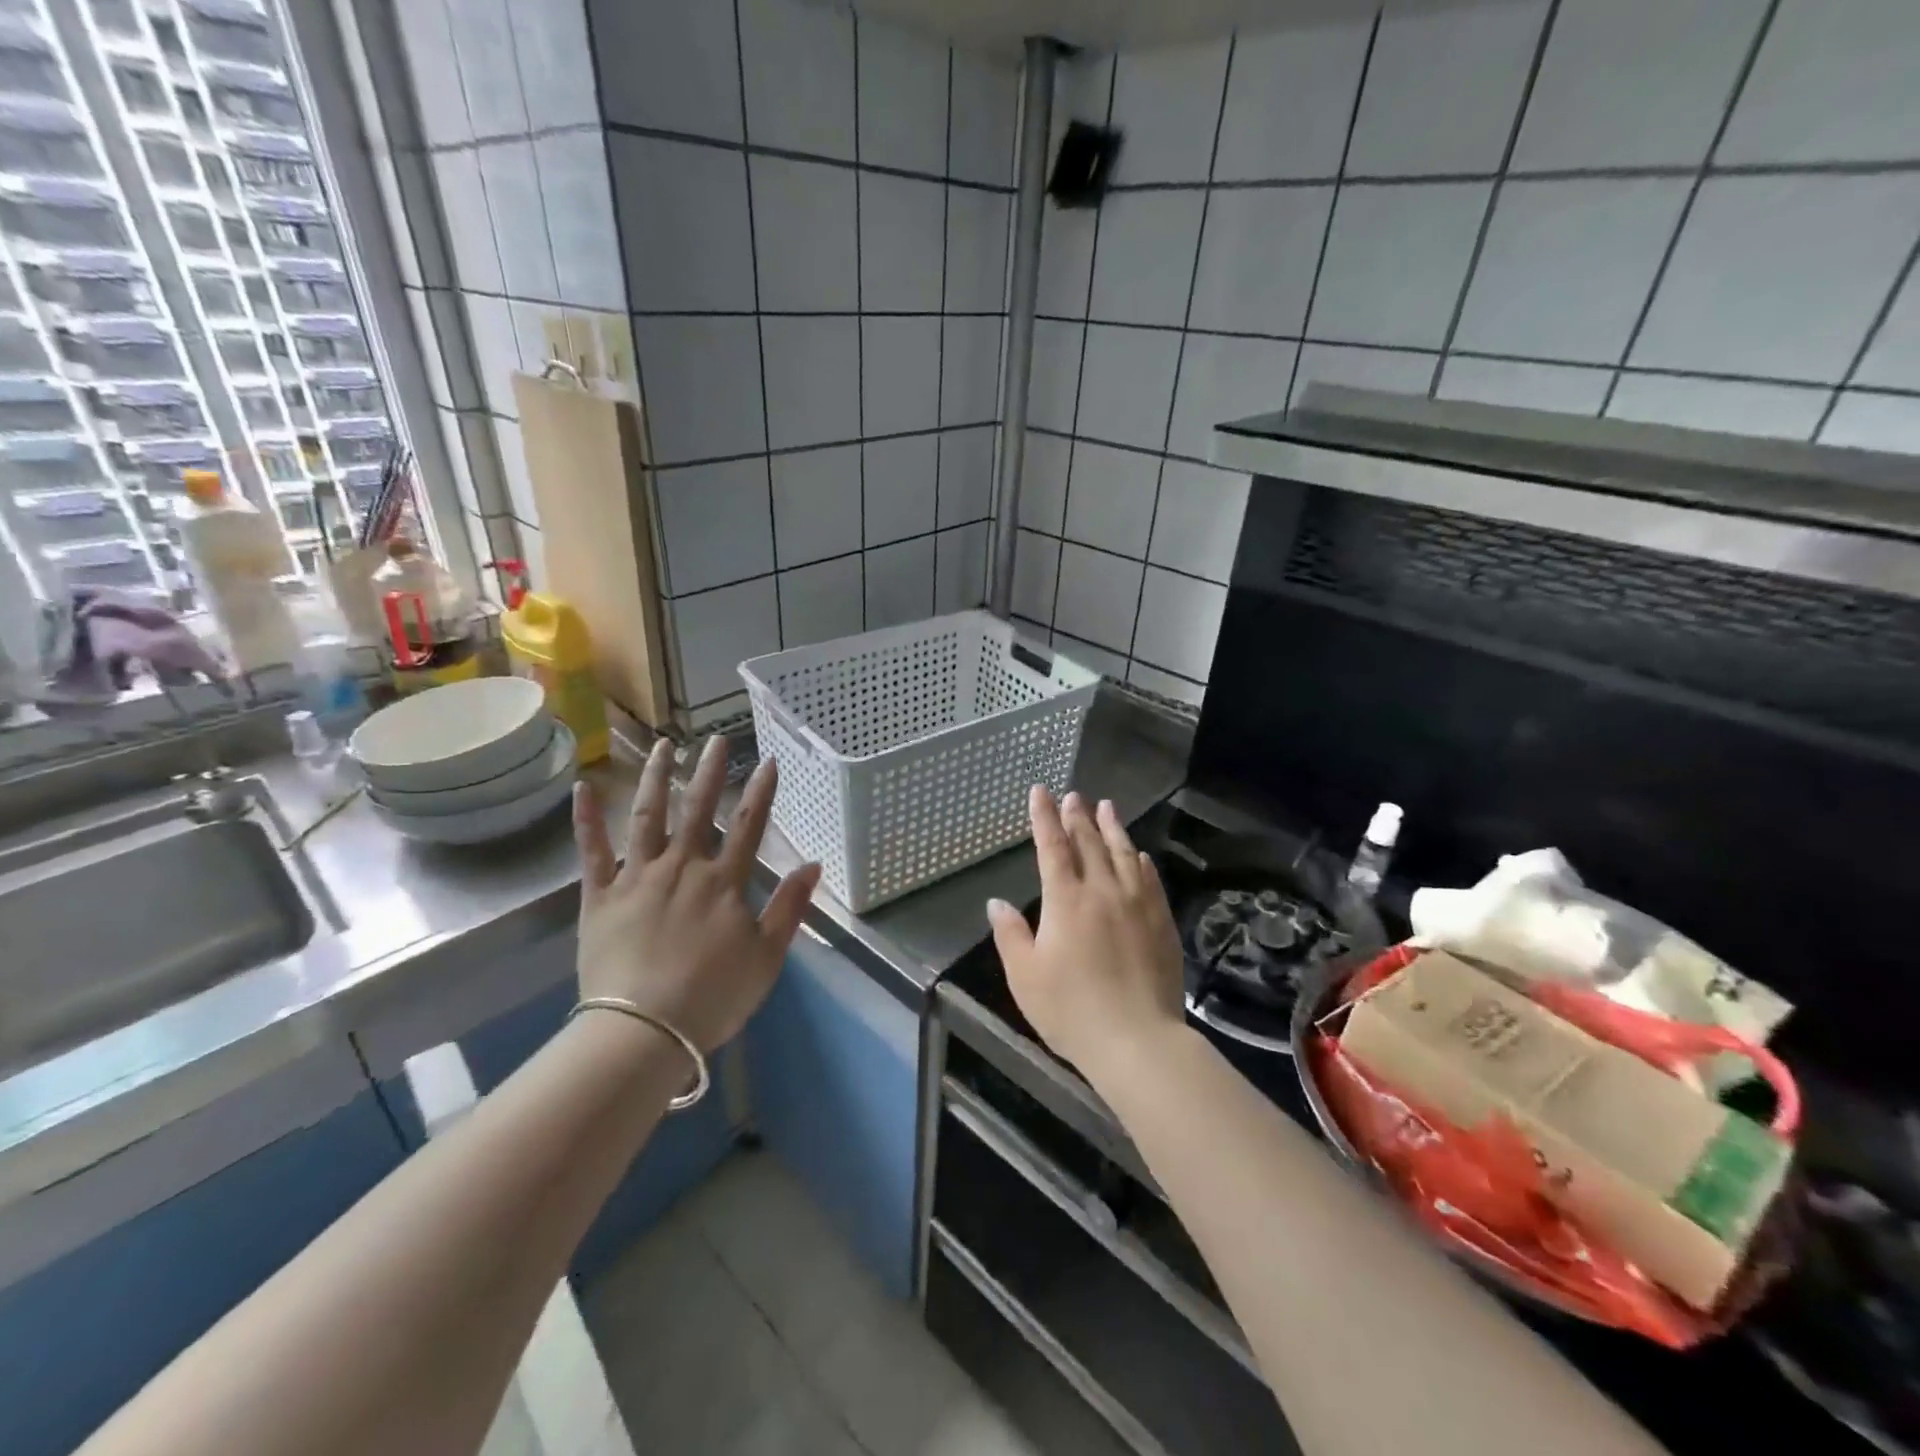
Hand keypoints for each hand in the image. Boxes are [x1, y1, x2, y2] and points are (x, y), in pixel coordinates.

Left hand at [572, 737, 820, 1052]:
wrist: (643, 1031)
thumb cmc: (712, 997)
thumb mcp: (766, 957)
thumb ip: (789, 907)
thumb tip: (813, 864)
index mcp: (723, 883)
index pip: (748, 826)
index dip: (760, 792)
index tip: (767, 760)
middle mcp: (681, 867)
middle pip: (698, 810)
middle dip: (710, 772)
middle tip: (715, 740)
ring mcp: (637, 878)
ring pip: (647, 817)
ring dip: (657, 778)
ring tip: (664, 746)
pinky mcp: (599, 897)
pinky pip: (591, 852)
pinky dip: (586, 819)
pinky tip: (583, 786)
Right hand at [987, 788, 1186, 1081]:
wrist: (1137, 1041)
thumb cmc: (1071, 1010)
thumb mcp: (1025, 976)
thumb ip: (1010, 935)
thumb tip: (996, 902)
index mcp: (1066, 900)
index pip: (1053, 846)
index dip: (1044, 817)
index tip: (1040, 791)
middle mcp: (1103, 891)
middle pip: (1089, 843)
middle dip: (1077, 816)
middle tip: (1073, 795)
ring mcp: (1137, 904)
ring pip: (1124, 854)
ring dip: (1112, 828)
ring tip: (1106, 807)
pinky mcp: (1161, 923)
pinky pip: (1150, 880)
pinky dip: (1141, 861)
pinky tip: (1140, 854)